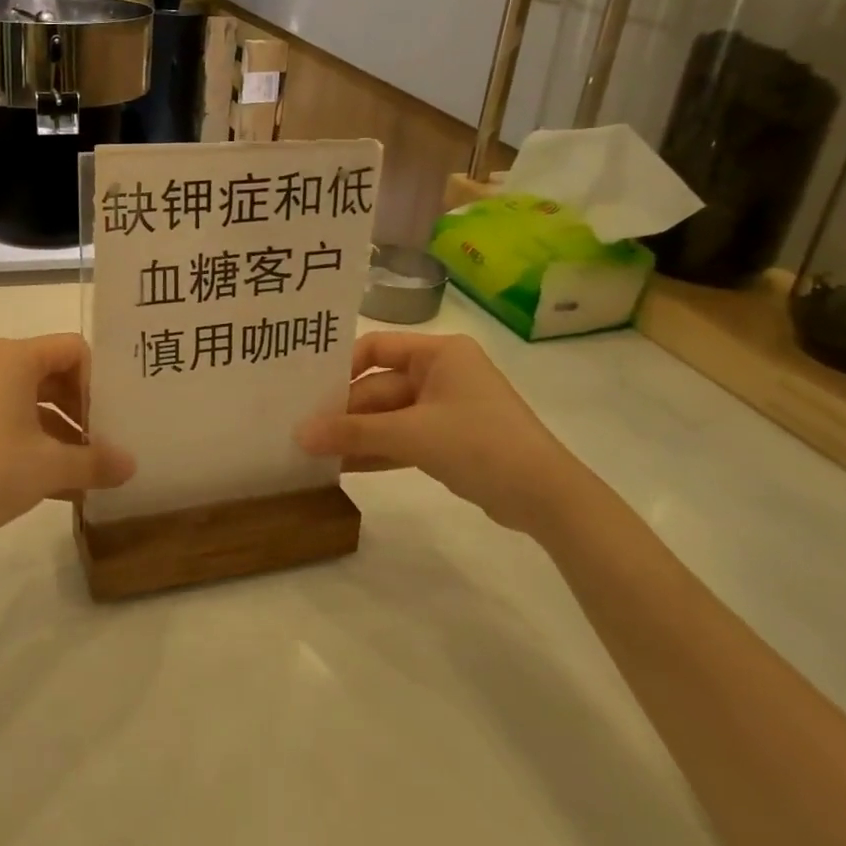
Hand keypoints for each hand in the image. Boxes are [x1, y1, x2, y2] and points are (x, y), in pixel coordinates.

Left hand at [0, 334, 134, 545]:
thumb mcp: (50, 467)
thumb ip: (96, 462)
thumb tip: (132, 466)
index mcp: (14, 358)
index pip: (73, 349)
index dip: (98, 381)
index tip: (108, 419)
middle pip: (51, 371)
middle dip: (80, 407)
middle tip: (100, 441)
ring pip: (28, 396)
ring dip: (58, 427)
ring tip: (80, 467)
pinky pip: (4, 413)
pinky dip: (30, 437)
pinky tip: (49, 478)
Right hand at [296, 332, 598, 536]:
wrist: (547, 498)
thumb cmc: (480, 444)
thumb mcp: (411, 435)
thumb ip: (353, 433)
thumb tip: (298, 435)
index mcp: (439, 353)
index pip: (376, 347)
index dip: (342, 367)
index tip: (309, 391)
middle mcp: (441, 372)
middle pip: (379, 386)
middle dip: (345, 411)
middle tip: (302, 429)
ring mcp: (446, 408)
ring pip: (388, 416)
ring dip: (356, 434)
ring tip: (313, 450)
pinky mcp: (449, 440)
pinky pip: (402, 439)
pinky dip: (377, 451)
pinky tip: (342, 467)